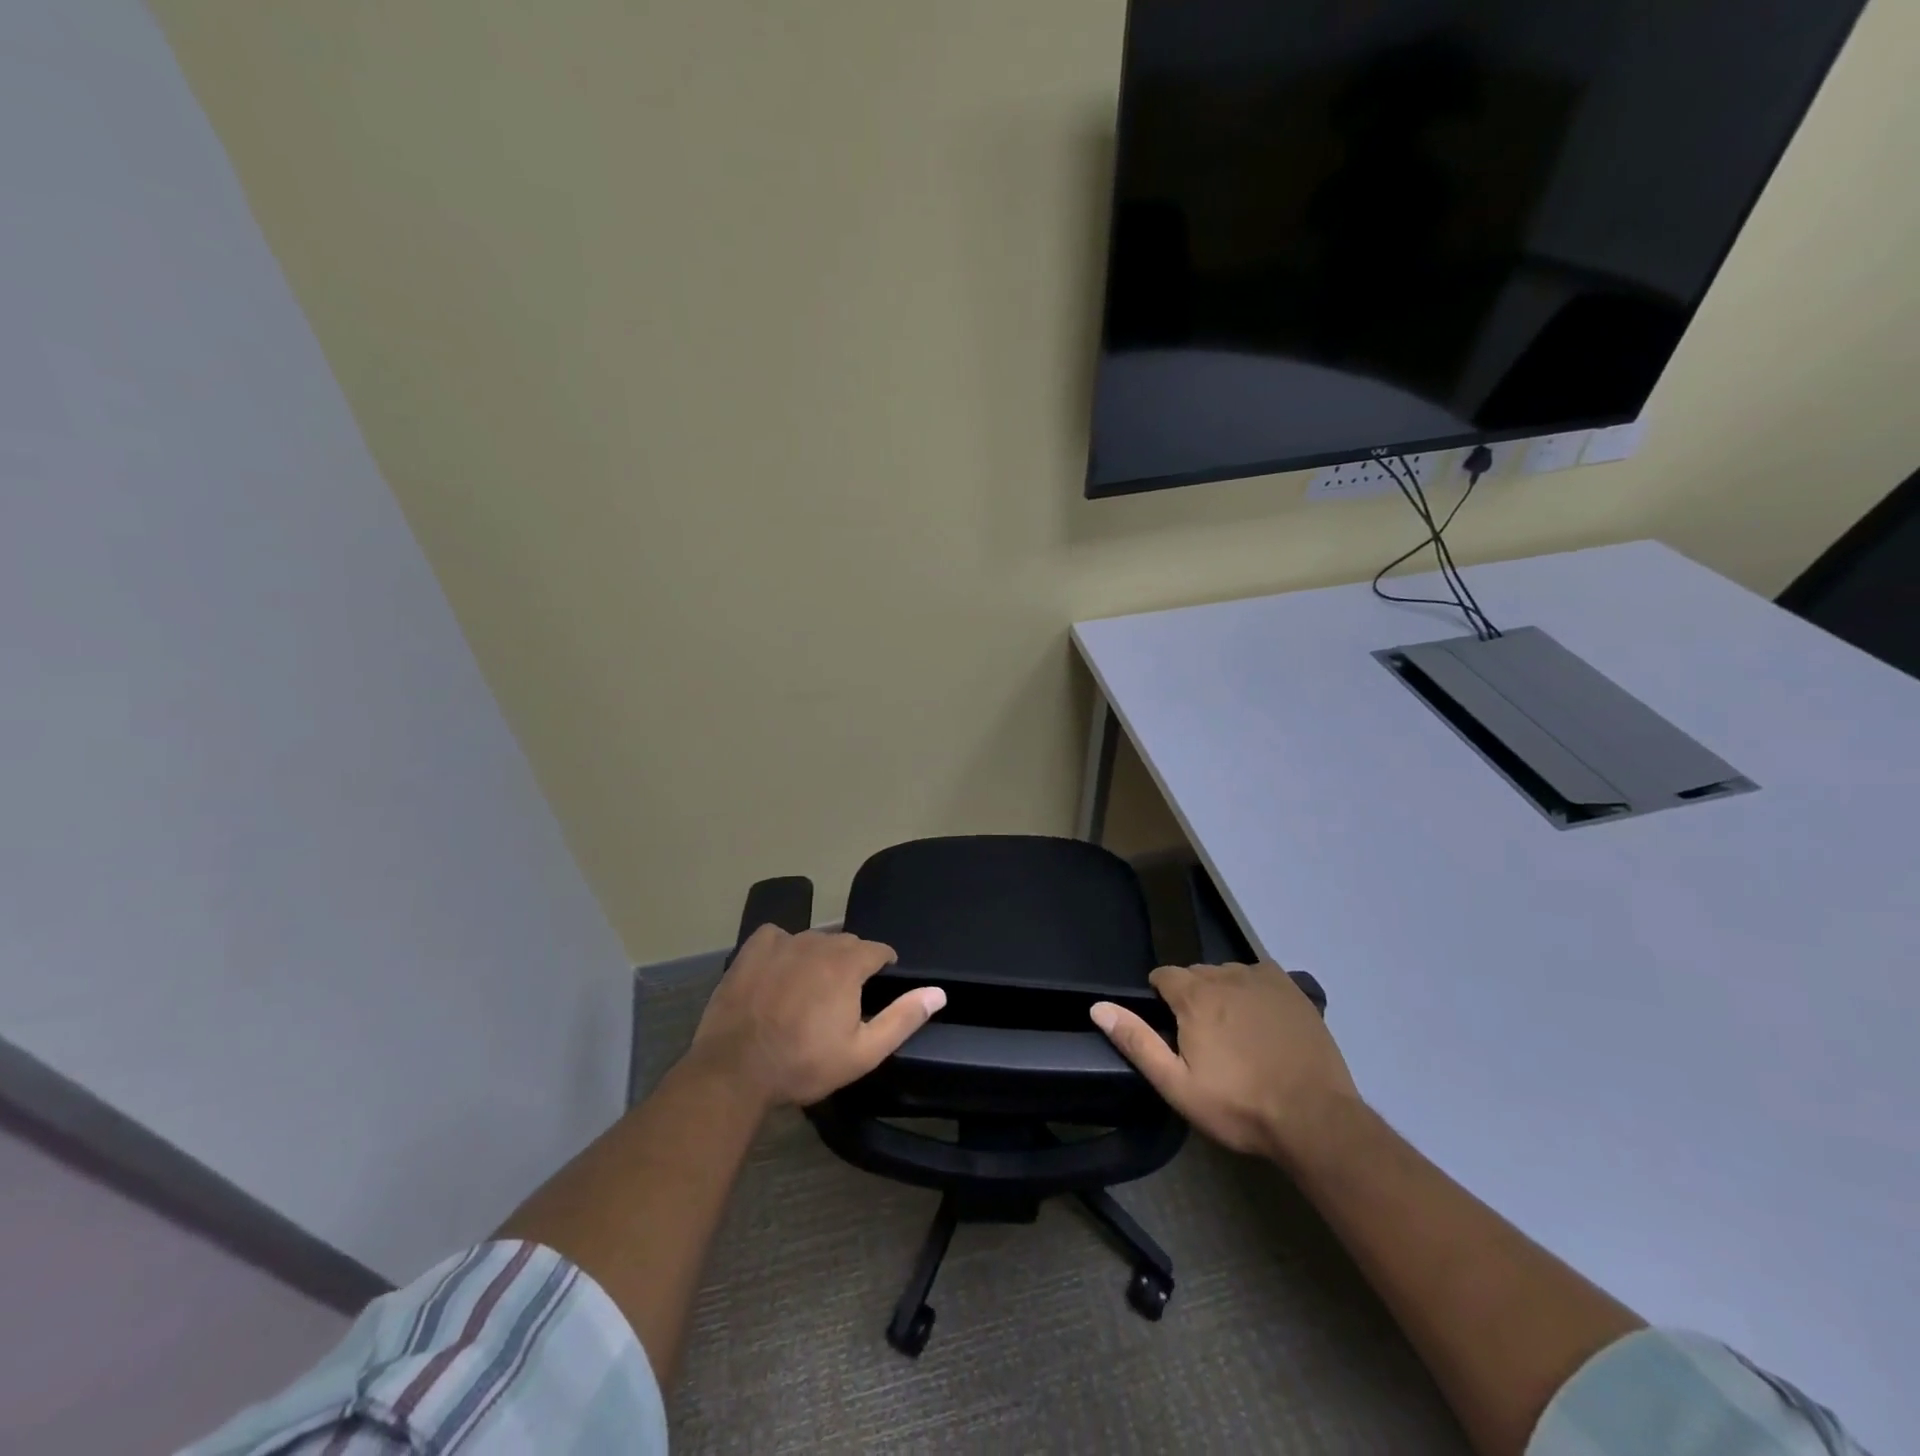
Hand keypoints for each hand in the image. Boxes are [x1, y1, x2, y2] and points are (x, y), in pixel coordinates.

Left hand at [687, 925, 945, 1109]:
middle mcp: (818, 943)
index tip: (879, 985)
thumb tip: (938, 992)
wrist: (735, 1069)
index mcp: (848, 964)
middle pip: (846, 943)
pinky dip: (783, 948)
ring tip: (810, 988)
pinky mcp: (752, 949)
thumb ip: (903, 1018)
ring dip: (819, 957)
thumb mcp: (863, 1052)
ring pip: (813, 940)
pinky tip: (778, 971)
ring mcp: (782, 943)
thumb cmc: (804, 1063)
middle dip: (852, 963)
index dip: (883, 966)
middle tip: (843, 997)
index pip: (878, 950)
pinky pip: (777, 937)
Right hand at [1091, 962, 1359, 1164]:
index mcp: (1194, 996)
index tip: (1171, 1029)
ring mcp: (1262, 979)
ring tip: (1235, 1034)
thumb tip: (1098, 1007)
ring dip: (1223, 993)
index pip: (1163, 976)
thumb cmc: (1239, 1105)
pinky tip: (1263, 1021)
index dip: (1161, 999)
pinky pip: (1259, 976)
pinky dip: (1254, 990)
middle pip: (1196, 974)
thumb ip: (1137, 1041)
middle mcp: (1225, 975)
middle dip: (1192, 997)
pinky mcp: (1291, 989)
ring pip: (1228, 974)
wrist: (1315, 1119)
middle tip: (1203, 1039)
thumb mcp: (1177, 1084)